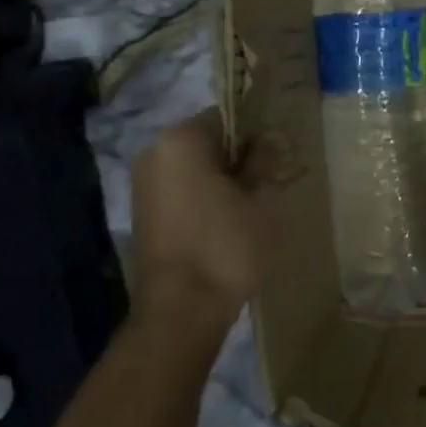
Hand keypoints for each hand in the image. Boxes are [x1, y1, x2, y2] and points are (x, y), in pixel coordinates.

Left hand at [129, 109, 270, 325]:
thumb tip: (272, 136)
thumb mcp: (259, 198)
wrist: (182, 309)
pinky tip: (231, 219)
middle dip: (241, 156)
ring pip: (196, 167)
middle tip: (273, 179)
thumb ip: (265, 160)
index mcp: (181, 140)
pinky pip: (184, 189)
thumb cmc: (226, 245)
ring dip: (225, 178)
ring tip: (255, 202)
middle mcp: (155, 153)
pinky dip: (207, 196)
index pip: (227, 116)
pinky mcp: (145, 213)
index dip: (258, 132)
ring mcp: (145, 184)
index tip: (280, 154)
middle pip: (209, 140)